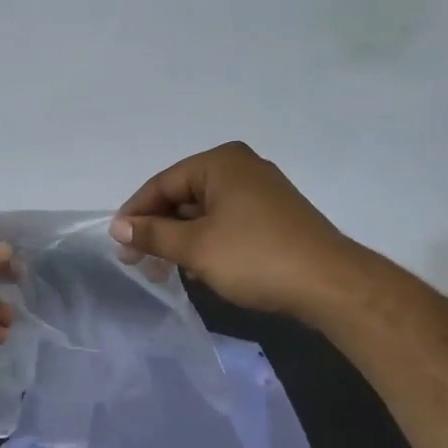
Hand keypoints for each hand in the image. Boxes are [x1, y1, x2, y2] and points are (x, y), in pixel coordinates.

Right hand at [109, 142, 350, 318]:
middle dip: (158, 230)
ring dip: (181, 241)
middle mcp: (241, 168)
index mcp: (220, 163)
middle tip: (137, 262)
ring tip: (164, 272)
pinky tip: (198, 269)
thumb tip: (118, 226)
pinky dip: (207, 243)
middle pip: (183, 196)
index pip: (163, 183)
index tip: (118, 242)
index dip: (136, 213)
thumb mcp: (195, 247)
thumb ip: (153, 234)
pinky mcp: (274, 217)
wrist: (329, 285)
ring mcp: (261, 192)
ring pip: (204, 213)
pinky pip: (227, 223)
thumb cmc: (254, 257)